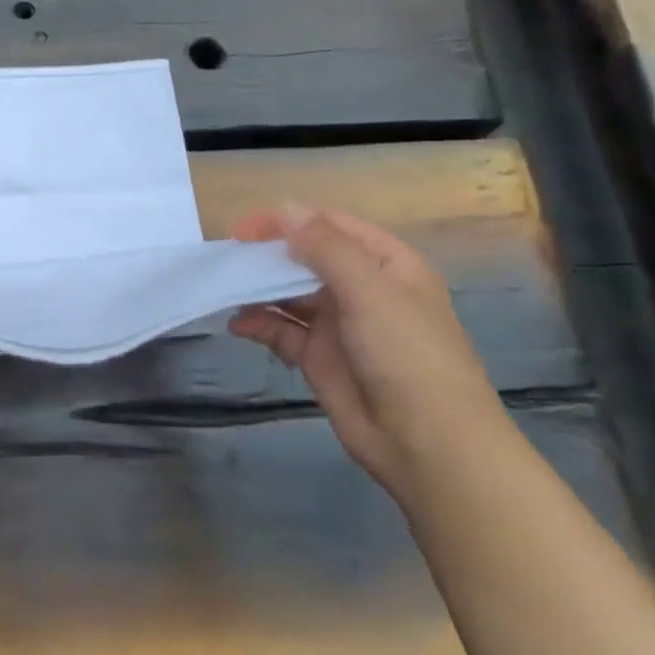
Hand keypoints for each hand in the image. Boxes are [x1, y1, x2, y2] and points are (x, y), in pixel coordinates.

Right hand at [228, 203, 510, 506]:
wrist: (427, 444)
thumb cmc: (407, 355)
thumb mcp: (369, 292)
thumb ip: (325, 248)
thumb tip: (285, 209)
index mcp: (386, 264)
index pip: (329, 226)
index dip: (286, 221)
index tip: (243, 230)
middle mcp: (362, 288)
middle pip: (305, 257)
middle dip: (267, 255)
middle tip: (228, 258)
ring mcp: (339, 324)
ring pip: (289, 294)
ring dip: (258, 289)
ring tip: (226, 290)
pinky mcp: (319, 356)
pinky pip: (282, 330)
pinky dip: (259, 324)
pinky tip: (238, 325)